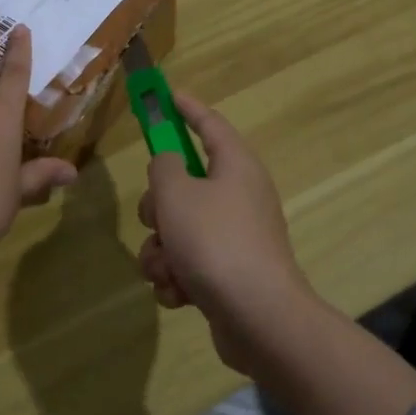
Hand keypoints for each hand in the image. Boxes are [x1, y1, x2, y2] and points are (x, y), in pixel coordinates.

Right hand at [137, 94, 318, 371]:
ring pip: (177, 228)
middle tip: (158, 219)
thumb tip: (169, 167)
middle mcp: (239, 196)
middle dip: (158, 206)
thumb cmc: (215, 242)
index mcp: (236, 166)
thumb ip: (163, 167)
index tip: (167, 96)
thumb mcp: (177, 193)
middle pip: (183, 184)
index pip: (209, 124)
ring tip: (168, 269)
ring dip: (161, 249)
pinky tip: (180, 293)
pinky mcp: (227, 273)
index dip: (186, 109)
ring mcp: (234, 236)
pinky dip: (177, 277)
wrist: (258, 318)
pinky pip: (187, 263)